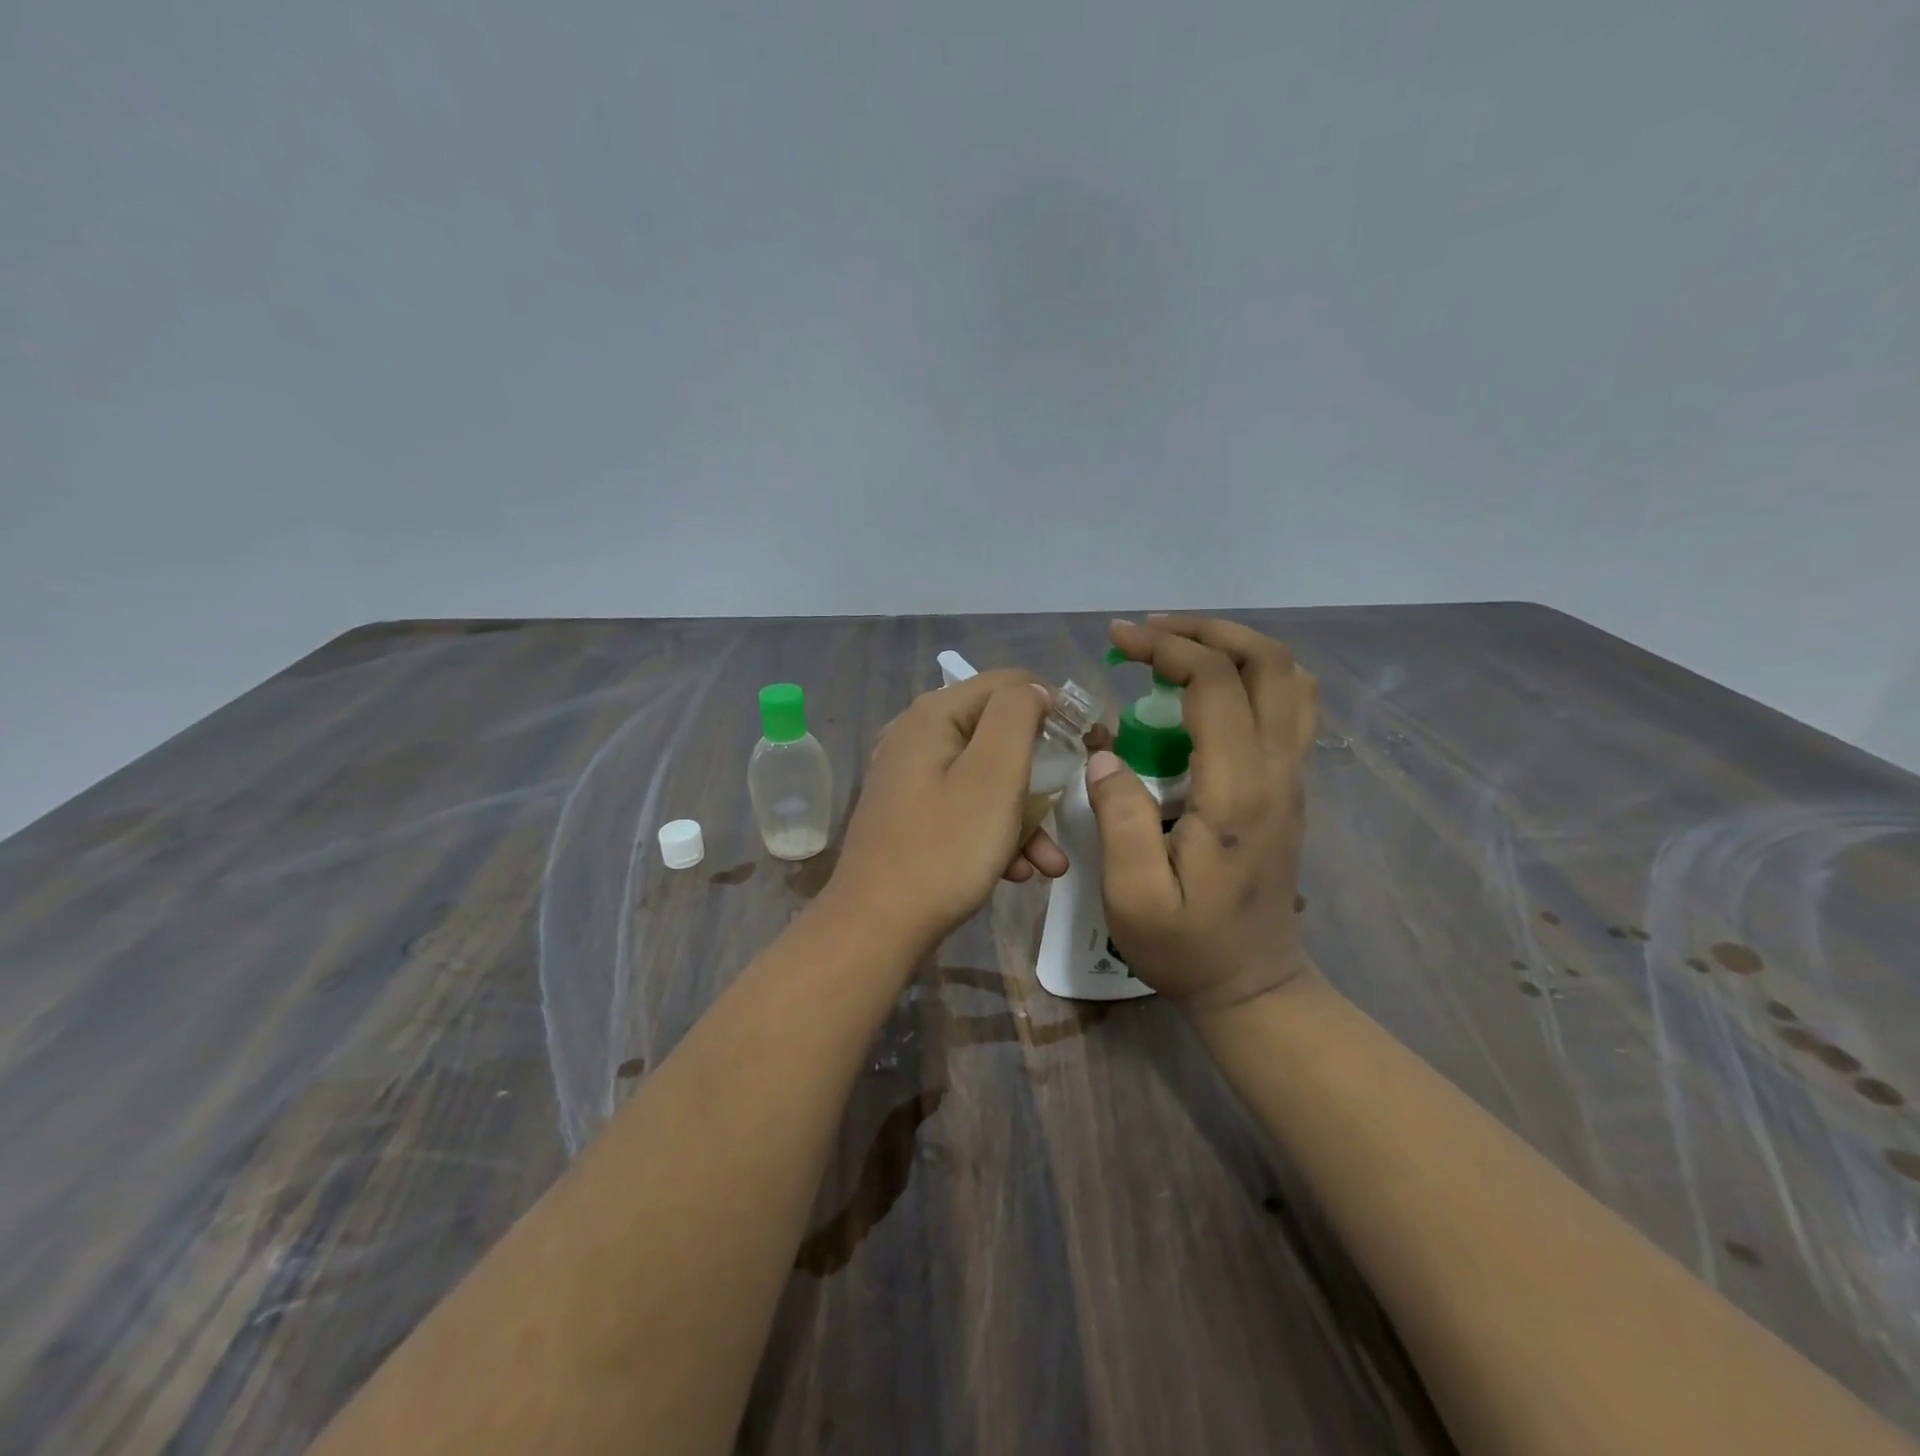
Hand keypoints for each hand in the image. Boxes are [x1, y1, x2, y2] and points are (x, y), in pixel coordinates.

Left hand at [826, 669, 1068, 948]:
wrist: (876, 928)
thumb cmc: (944, 849)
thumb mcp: (993, 775)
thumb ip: (1018, 717)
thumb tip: (1033, 690)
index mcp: (934, 714)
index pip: (1011, 683)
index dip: (1056, 708)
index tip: (1090, 746)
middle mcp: (917, 736)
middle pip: (999, 734)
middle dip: (1042, 774)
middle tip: (1073, 802)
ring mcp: (911, 779)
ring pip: (987, 779)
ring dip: (1025, 816)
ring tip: (1051, 862)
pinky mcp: (912, 816)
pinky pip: (966, 809)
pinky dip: (996, 834)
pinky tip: (1018, 872)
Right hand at [1087, 617, 1318, 1010]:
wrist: (1253, 984)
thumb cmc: (1187, 946)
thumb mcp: (1133, 895)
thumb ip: (1119, 819)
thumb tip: (1104, 755)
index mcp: (1239, 791)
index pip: (1216, 684)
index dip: (1166, 649)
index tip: (1117, 641)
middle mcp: (1278, 771)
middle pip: (1268, 662)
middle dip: (1206, 631)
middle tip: (1149, 633)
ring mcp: (1293, 777)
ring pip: (1288, 679)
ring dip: (1235, 647)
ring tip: (1177, 649)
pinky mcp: (1290, 786)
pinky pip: (1288, 706)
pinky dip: (1249, 675)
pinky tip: (1205, 690)